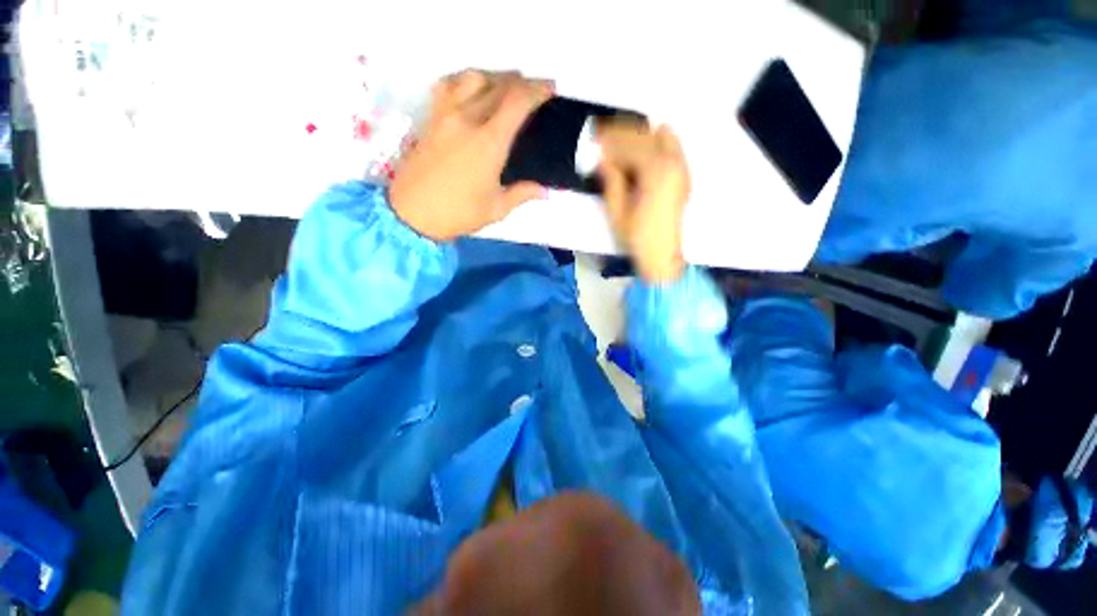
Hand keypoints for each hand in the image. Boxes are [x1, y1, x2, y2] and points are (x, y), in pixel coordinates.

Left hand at [390, 70, 553, 241]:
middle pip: (498, 84)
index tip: (550, 88)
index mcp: (488, 143)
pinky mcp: (431, 118)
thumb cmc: (458, 214)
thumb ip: (522, 194)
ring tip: (505, 86)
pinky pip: (448, 85)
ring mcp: (445, 115)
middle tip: (535, 89)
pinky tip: (471, 89)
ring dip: (494, 76)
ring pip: (472, 77)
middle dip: (521, 82)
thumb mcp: (496, 209)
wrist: (412, 214)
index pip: (517, 102)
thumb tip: (544, 191)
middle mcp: (467, 119)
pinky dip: (465, 80)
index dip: (537, 90)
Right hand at [598, 120, 690, 282]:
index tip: (595, 136)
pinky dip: (654, 144)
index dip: (610, 139)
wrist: (663, 255)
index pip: (630, 144)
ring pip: (662, 136)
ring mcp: (682, 168)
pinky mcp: (684, 176)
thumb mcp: (617, 212)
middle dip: (624, 134)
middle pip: (647, 134)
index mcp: (655, 172)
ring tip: (621, 146)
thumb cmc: (637, 237)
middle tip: (605, 139)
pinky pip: (672, 147)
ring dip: (640, 137)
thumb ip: (611, 181)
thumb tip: (603, 160)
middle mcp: (673, 163)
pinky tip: (640, 156)